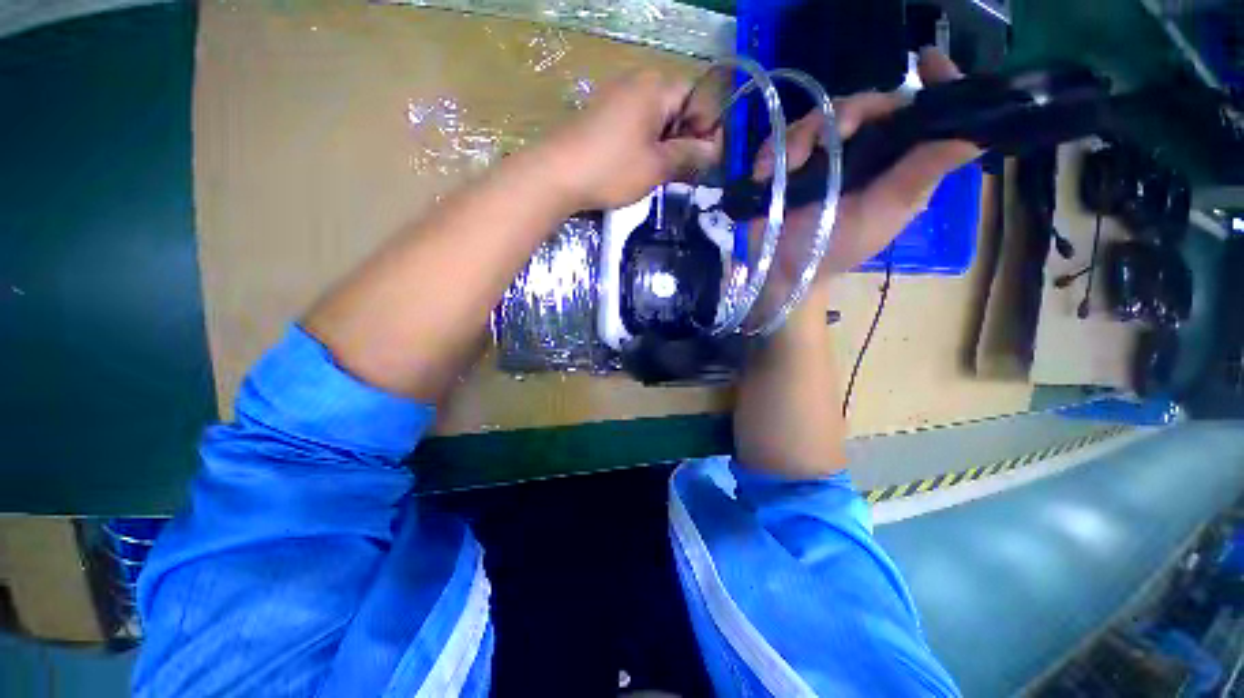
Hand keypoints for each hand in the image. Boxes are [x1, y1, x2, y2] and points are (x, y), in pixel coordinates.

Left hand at [542, 71, 718, 210]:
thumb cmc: (612, 169)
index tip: (705, 162)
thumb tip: (714, 151)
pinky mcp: (602, 116)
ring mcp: (616, 98)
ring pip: (656, 120)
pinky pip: (636, 126)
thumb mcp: (657, 166)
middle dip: (685, 140)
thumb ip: (689, 155)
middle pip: (677, 108)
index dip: (707, 130)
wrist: (555, 175)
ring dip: (666, 146)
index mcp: (656, 87)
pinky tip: (640, 169)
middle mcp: (637, 83)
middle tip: (685, 174)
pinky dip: (646, 146)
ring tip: (663, 176)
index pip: (698, 99)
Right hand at [759, 49, 980, 285]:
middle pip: (867, 104)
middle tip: (837, 131)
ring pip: (821, 117)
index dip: (933, 83)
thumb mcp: (887, 211)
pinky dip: (773, 150)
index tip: (928, 61)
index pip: (924, 111)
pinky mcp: (789, 160)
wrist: (784, 269)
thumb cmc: (839, 246)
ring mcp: (824, 153)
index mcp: (899, 159)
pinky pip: (782, 138)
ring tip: (790, 163)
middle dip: (851, 111)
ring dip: (802, 135)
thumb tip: (979, 132)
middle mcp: (866, 149)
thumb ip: (924, 171)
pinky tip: (766, 172)